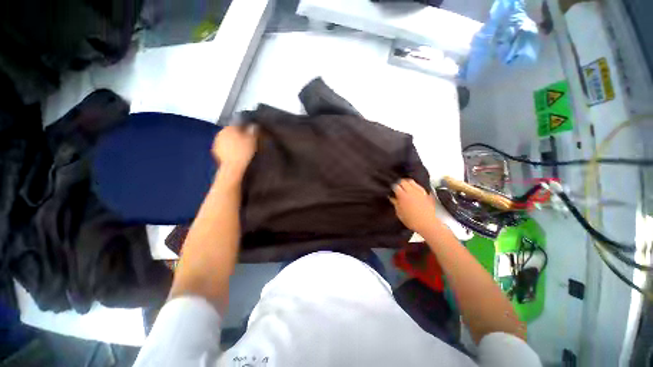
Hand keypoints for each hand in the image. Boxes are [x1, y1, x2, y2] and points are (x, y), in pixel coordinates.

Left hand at [212, 125, 257, 176]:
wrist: (233, 167)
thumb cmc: (244, 152)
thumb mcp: (252, 140)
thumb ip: (252, 131)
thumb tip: (253, 125)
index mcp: (230, 128)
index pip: (238, 124)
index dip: (245, 128)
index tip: (251, 133)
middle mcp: (221, 132)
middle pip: (231, 131)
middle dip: (238, 135)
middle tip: (247, 141)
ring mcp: (217, 142)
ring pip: (227, 139)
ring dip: (233, 142)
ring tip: (241, 148)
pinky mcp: (215, 152)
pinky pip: (224, 148)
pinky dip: (229, 149)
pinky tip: (235, 154)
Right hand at [390, 179, 438, 233]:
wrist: (428, 225)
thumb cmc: (413, 221)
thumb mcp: (400, 213)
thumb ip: (395, 204)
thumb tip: (392, 199)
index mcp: (403, 196)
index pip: (395, 186)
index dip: (392, 187)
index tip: (391, 190)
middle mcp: (411, 192)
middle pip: (403, 181)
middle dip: (399, 183)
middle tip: (397, 187)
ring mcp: (419, 192)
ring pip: (411, 181)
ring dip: (407, 183)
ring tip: (405, 186)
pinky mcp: (426, 194)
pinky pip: (419, 186)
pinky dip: (415, 186)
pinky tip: (414, 190)